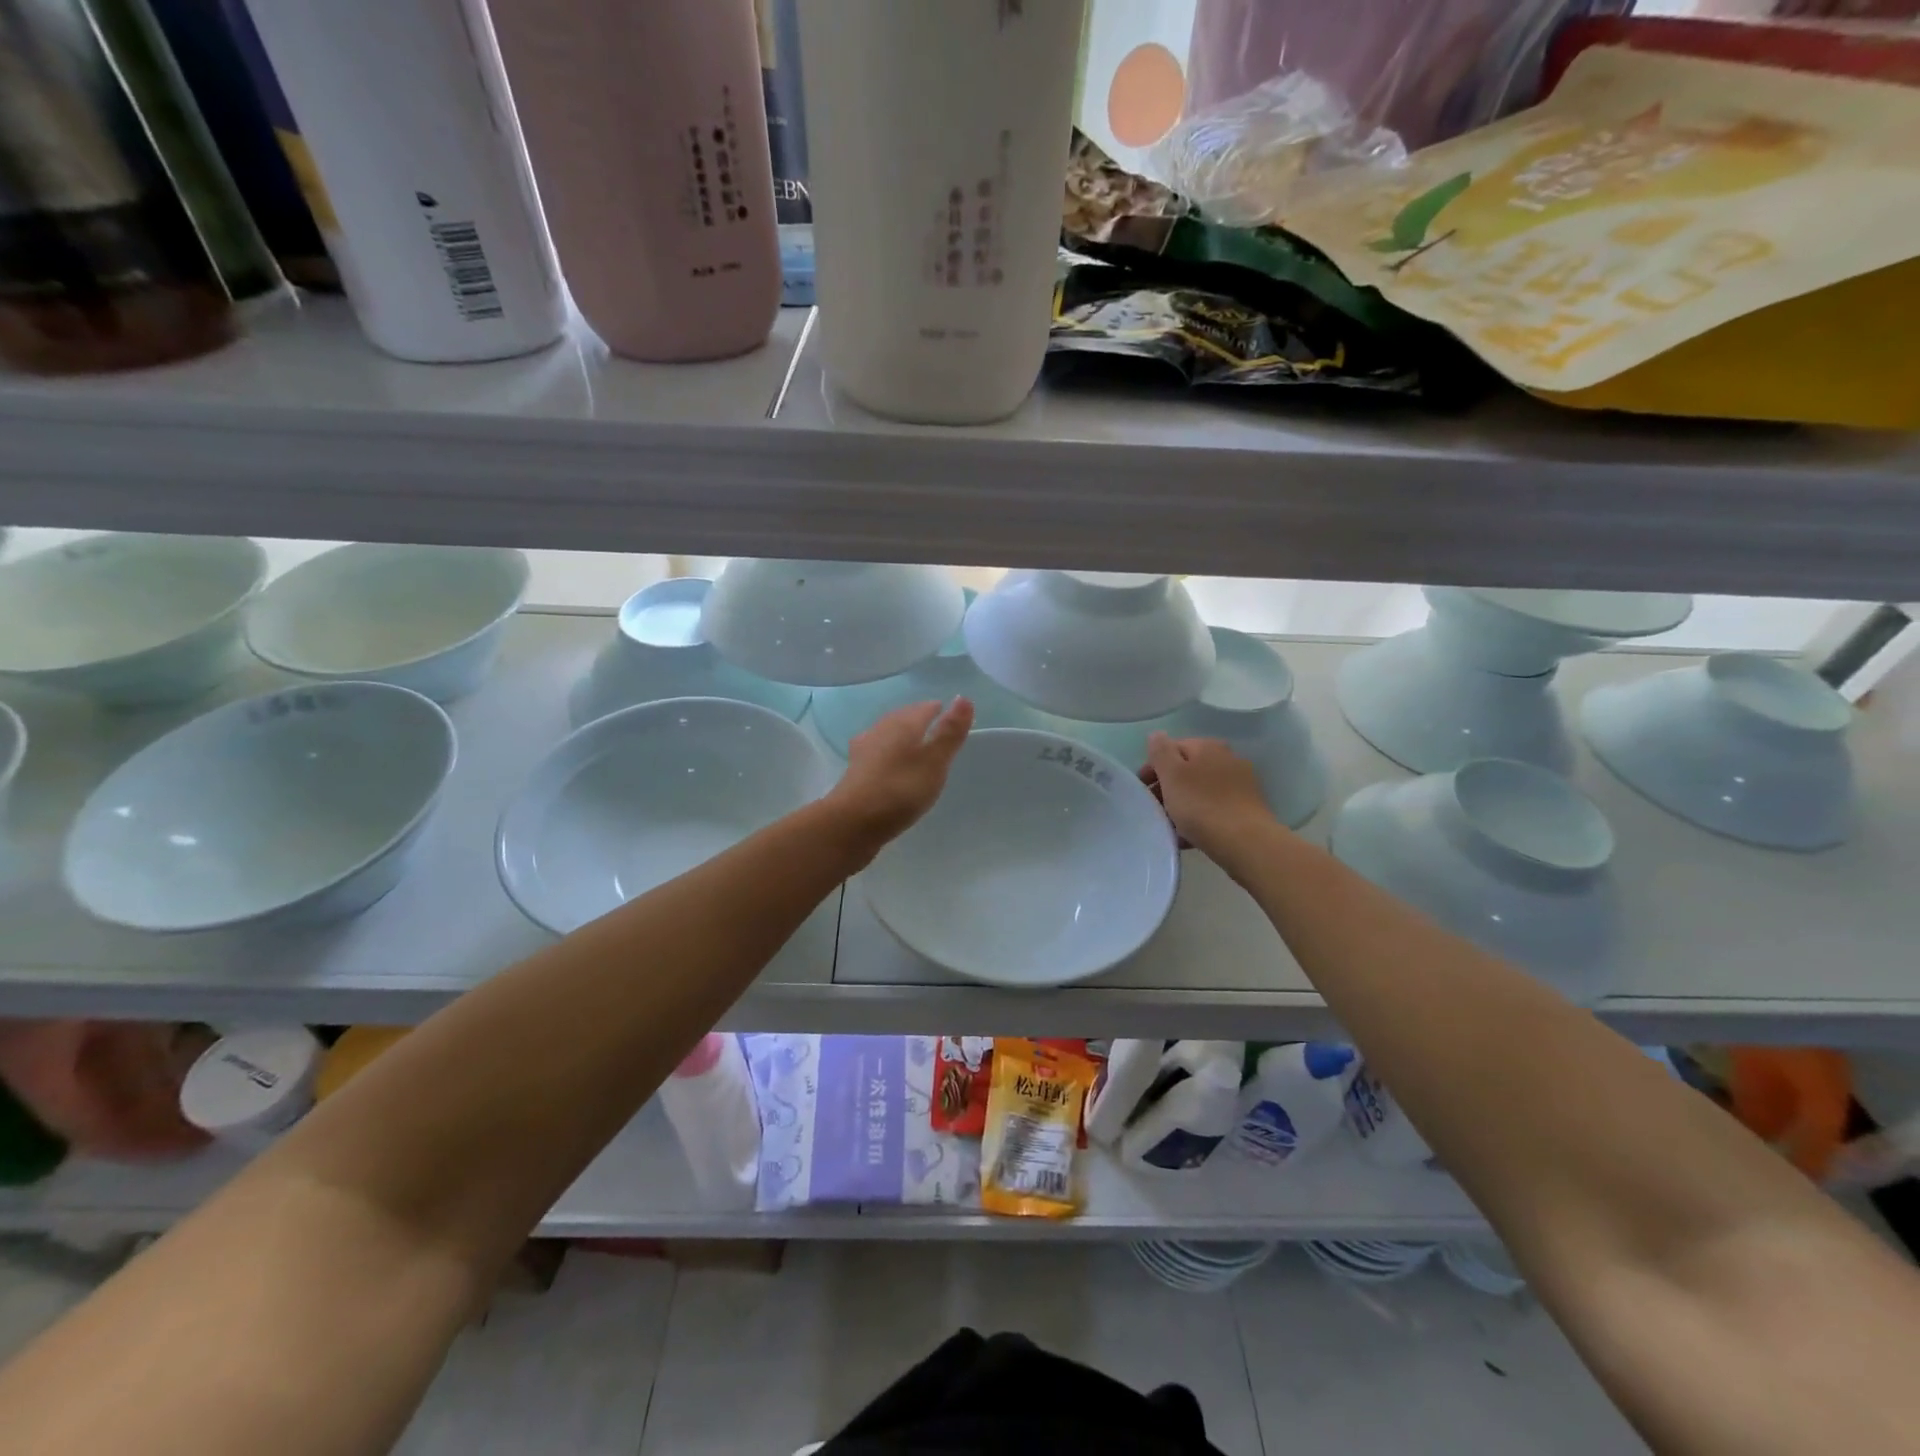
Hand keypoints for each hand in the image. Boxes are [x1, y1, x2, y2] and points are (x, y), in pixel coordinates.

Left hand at [827, 698, 973, 856]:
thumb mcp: (934, 761)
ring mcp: (864, 751)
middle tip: (936, 728)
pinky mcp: (856, 772)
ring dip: (903, 737)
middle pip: (904, 718)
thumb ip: (949, 731)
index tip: (952, 717)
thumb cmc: (900, 788)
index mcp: (902, 724)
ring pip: (888, 735)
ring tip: (916, 747)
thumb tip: (964, 697)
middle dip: (920, 720)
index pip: (924, 708)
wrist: (853, 822)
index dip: (939, 710)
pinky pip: (878, 754)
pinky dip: (890, 755)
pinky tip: (890, 766)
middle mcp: (881, 730)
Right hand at [1141, 733, 1276, 865]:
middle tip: (1153, 808)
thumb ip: (1161, 752)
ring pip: (1199, 790)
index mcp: (1207, 747)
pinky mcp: (1246, 808)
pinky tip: (1187, 836)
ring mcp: (1240, 784)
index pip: (1172, 748)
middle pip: (1187, 770)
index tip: (1141, 789)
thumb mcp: (1172, 775)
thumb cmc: (1201, 805)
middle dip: (1167, 787)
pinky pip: (1213, 808)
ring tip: (1168, 825)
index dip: (1152, 767)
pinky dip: (1198, 817)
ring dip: (1182, 803)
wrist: (1245, 842)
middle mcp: (1227, 759)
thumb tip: (1156, 735)